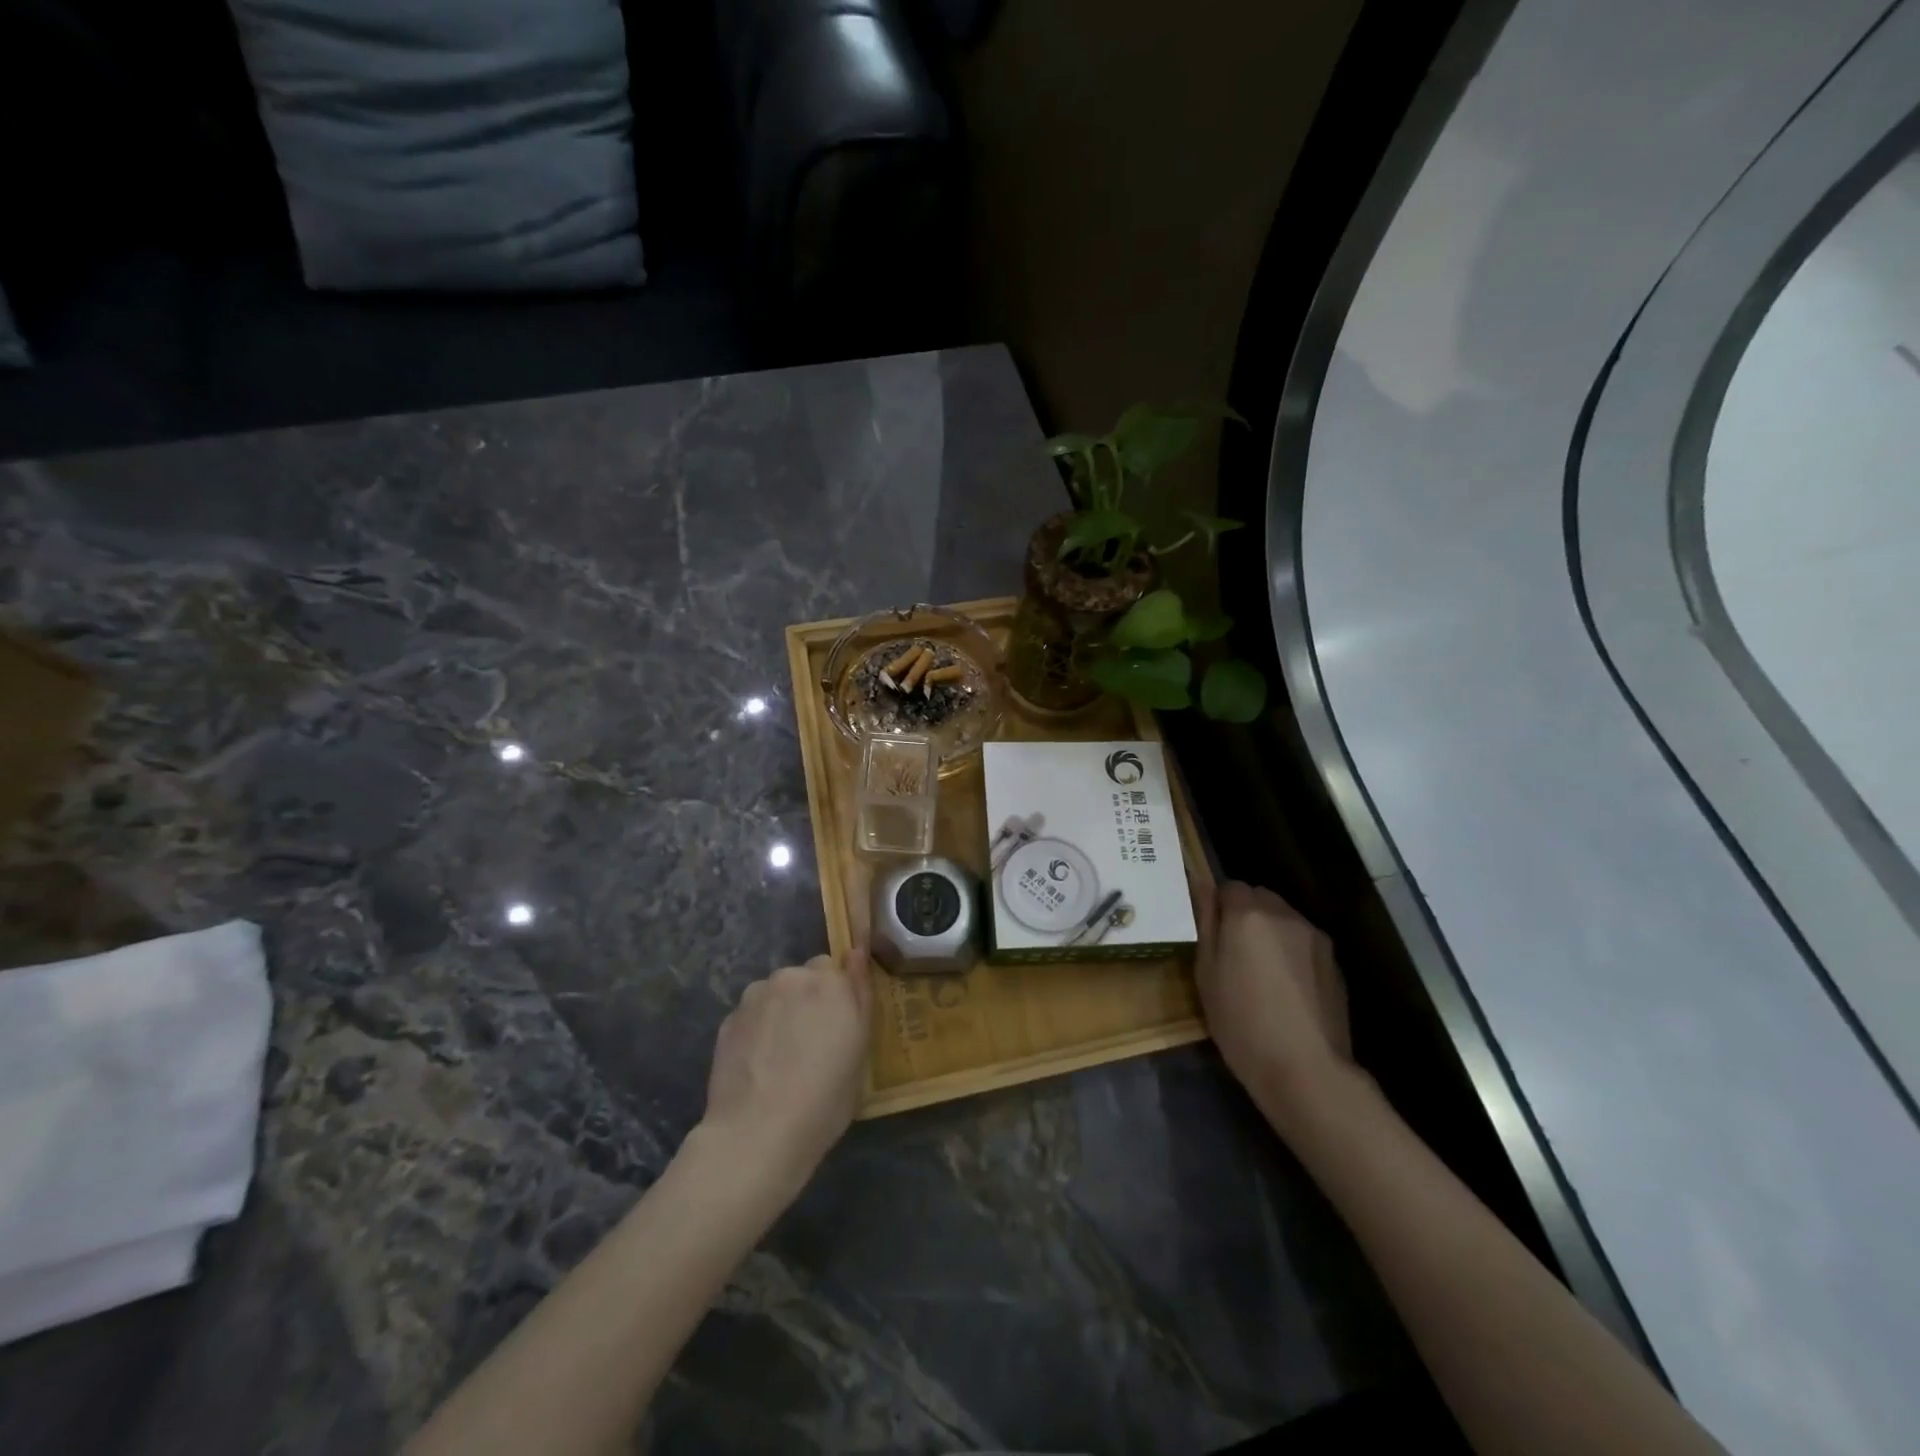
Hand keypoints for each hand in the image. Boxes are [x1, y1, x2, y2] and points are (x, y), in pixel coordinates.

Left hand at [700, 949, 872, 1200]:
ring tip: (780, 1056)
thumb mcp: (860, 1051)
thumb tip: (857, 953)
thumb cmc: (824, 1099)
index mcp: (832, 983)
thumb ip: (860, 996)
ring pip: (775, 993)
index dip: (839, 994)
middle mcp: (792, 978)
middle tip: (811, 1041)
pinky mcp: (728, 1019)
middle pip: (805, 976)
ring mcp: (756, 996)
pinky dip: (757, 1030)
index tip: (838, 1023)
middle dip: (809, 997)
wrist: (756, 1134)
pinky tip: (758, 1065)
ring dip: (781, 1010)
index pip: (837, 967)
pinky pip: (752, 1015)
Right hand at [1194, 881, 1357, 1129]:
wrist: (1306, 1070)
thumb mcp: (1206, 974)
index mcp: (1247, 914)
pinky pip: (1303, 942)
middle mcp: (1284, 915)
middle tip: (1232, 953)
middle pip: (1259, 898)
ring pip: (1283, 919)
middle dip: (1244, 915)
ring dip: (1269, 933)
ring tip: (1261, 973)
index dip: (1217, 906)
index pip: (1228, 886)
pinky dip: (1291, 953)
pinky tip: (1286, 990)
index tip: (1211, 935)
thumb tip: (1201, 890)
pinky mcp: (1334, 962)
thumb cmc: (1241, 1022)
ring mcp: (1314, 937)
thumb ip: (1206, 925)